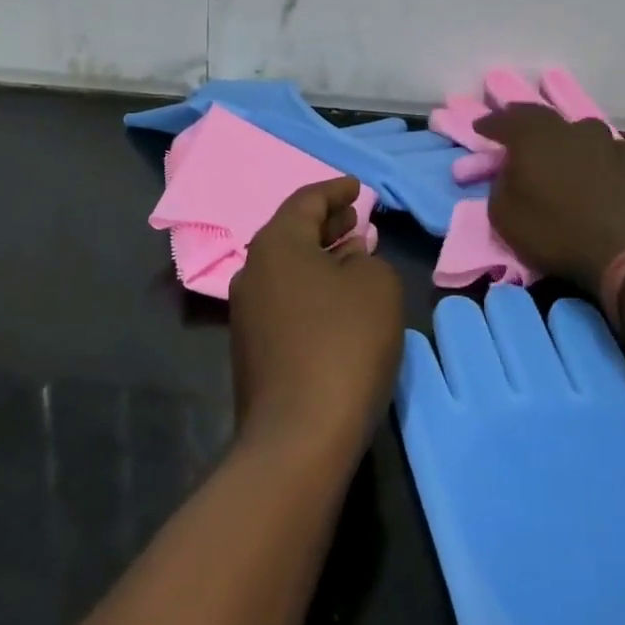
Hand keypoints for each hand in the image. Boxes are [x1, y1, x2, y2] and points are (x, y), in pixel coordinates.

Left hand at [230, 177, 404, 465]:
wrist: (297, 437)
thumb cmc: (343, 343)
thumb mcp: (377, 287)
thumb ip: (367, 260)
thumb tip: (349, 258)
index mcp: (276, 243)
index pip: (306, 200)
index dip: (335, 190)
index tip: (355, 187)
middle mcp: (253, 269)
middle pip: (292, 232)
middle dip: (327, 223)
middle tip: (356, 218)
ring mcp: (247, 312)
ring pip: (288, 268)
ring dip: (321, 256)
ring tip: (353, 254)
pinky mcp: (252, 348)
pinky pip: (285, 298)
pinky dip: (312, 287)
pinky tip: (337, 300)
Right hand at [473, 104, 624, 292]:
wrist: (621, 249)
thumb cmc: (553, 229)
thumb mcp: (503, 215)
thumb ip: (500, 186)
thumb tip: (508, 174)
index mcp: (530, 136)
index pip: (503, 121)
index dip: (489, 123)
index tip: (478, 127)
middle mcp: (565, 130)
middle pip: (540, 115)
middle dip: (522, 118)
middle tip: (512, 124)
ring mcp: (601, 143)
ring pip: (579, 127)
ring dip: (565, 133)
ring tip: (559, 142)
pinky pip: (610, 149)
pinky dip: (600, 153)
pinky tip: (600, 161)